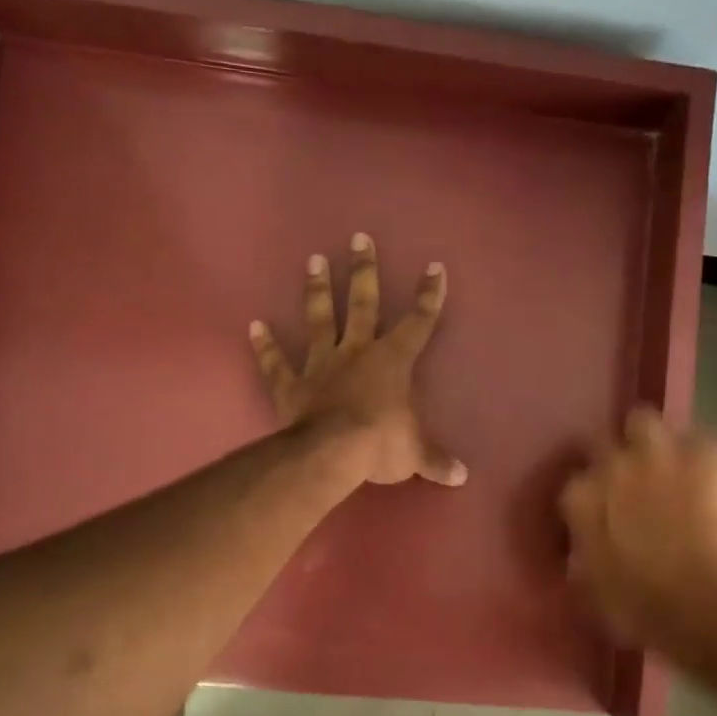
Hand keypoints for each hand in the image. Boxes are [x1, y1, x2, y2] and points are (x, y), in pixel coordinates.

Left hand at [249, 232, 465, 487]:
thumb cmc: (381, 445)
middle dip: (364, 271)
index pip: (418, 323)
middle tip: (359, 238)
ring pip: (320, 320)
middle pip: (363, 304)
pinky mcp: (291, 385)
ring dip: (318, 291)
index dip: (429, 296)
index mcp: (393, 362)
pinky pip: (276, 363)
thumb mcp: (416, 454)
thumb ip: (437, 461)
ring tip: (314, 261)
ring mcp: (321, 365)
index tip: (434, 267)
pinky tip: (254, 326)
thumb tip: (462, 477)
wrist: (332, 453)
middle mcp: (357, 353)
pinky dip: (264, 346)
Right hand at [558, 409, 716, 647]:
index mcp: (580, 499)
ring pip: (644, 420)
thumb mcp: (588, 590)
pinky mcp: (704, 460)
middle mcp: (612, 467)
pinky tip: (703, 470)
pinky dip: (700, 452)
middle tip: (627, 485)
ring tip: (661, 461)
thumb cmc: (636, 609)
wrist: (700, 607)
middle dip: (612, 460)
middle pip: (602, 443)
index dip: (586, 499)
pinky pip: (702, 438)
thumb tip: (580, 549)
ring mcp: (659, 458)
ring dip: (649, 438)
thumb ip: (581, 556)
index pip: (572, 484)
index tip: (596, 516)